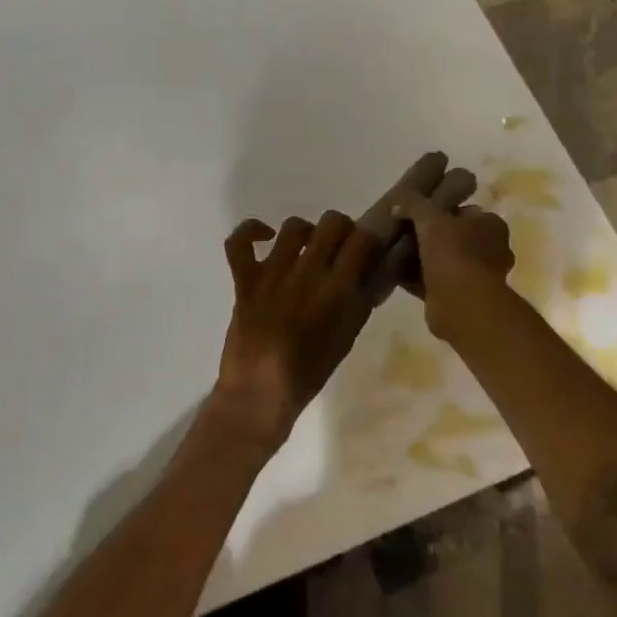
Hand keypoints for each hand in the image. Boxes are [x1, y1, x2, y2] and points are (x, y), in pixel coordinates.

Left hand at [209, 211, 379, 451]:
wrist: (259, 394)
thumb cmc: (310, 372)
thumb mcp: (348, 336)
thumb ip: (363, 298)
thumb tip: (377, 269)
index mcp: (338, 289)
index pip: (363, 239)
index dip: (369, 239)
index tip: (367, 250)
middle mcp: (307, 272)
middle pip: (332, 222)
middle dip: (342, 230)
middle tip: (340, 248)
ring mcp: (273, 273)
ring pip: (294, 226)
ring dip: (306, 232)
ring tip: (307, 248)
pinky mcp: (245, 279)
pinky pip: (239, 242)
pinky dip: (250, 231)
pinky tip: (265, 237)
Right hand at [394, 194, 514, 343]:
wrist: (461, 303)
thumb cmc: (454, 252)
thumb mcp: (430, 217)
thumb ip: (414, 205)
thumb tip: (397, 205)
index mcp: (491, 225)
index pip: (464, 211)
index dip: (440, 211)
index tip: (417, 214)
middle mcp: (490, 250)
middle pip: (453, 238)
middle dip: (430, 237)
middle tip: (404, 234)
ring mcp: (477, 276)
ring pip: (444, 262)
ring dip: (423, 260)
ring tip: (396, 254)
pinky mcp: (462, 299)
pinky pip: (435, 283)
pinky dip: (418, 280)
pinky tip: (396, 274)